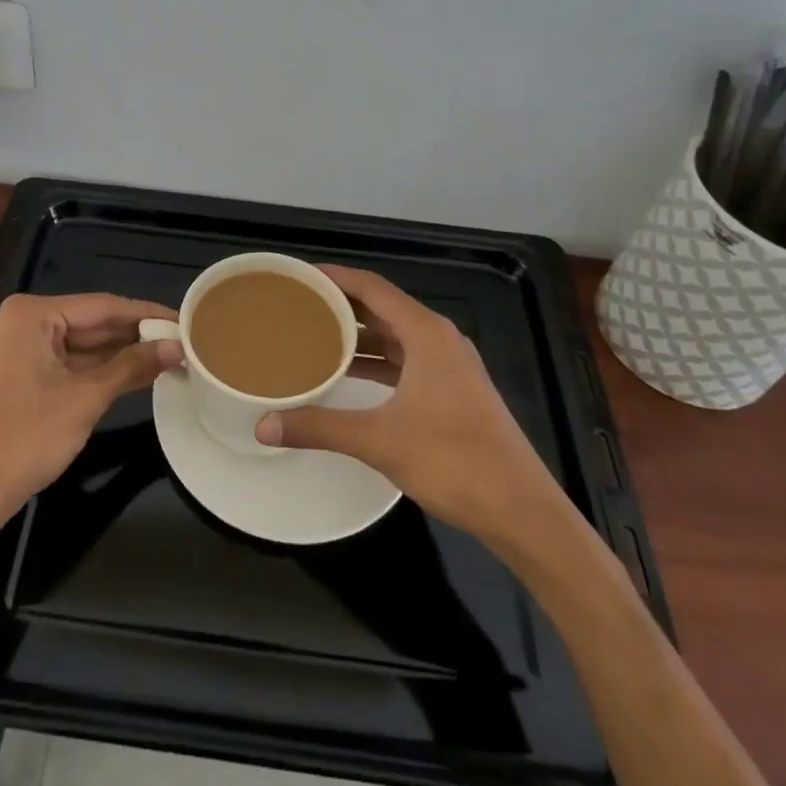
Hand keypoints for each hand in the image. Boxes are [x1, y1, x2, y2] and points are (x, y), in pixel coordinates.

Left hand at [0, 292, 181, 523]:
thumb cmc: (26, 438)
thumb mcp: (85, 398)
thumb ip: (131, 366)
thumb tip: (177, 347)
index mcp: (32, 314)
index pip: (102, 306)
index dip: (146, 314)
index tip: (184, 319)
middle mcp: (25, 322)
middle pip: (93, 322)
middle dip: (136, 335)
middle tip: (183, 341)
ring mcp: (22, 348)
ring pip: (84, 344)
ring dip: (122, 354)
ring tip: (170, 356)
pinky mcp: (24, 373)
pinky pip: (71, 362)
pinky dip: (102, 370)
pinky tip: (138, 373)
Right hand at [255, 265, 571, 543]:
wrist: (521, 510)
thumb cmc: (454, 461)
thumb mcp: (379, 441)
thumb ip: (320, 428)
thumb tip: (264, 426)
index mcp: (426, 333)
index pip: (372, 287)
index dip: (335, 276)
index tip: (299, 275)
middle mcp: (439, 339)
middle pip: (383, 306)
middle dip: (342, 303)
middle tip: (298, 303)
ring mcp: (449, 365)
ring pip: (395, 334)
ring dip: (359, 332)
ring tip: (314, 332)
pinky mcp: (452, 389)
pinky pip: (405, 358)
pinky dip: (376, 359)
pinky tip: (348, 371)